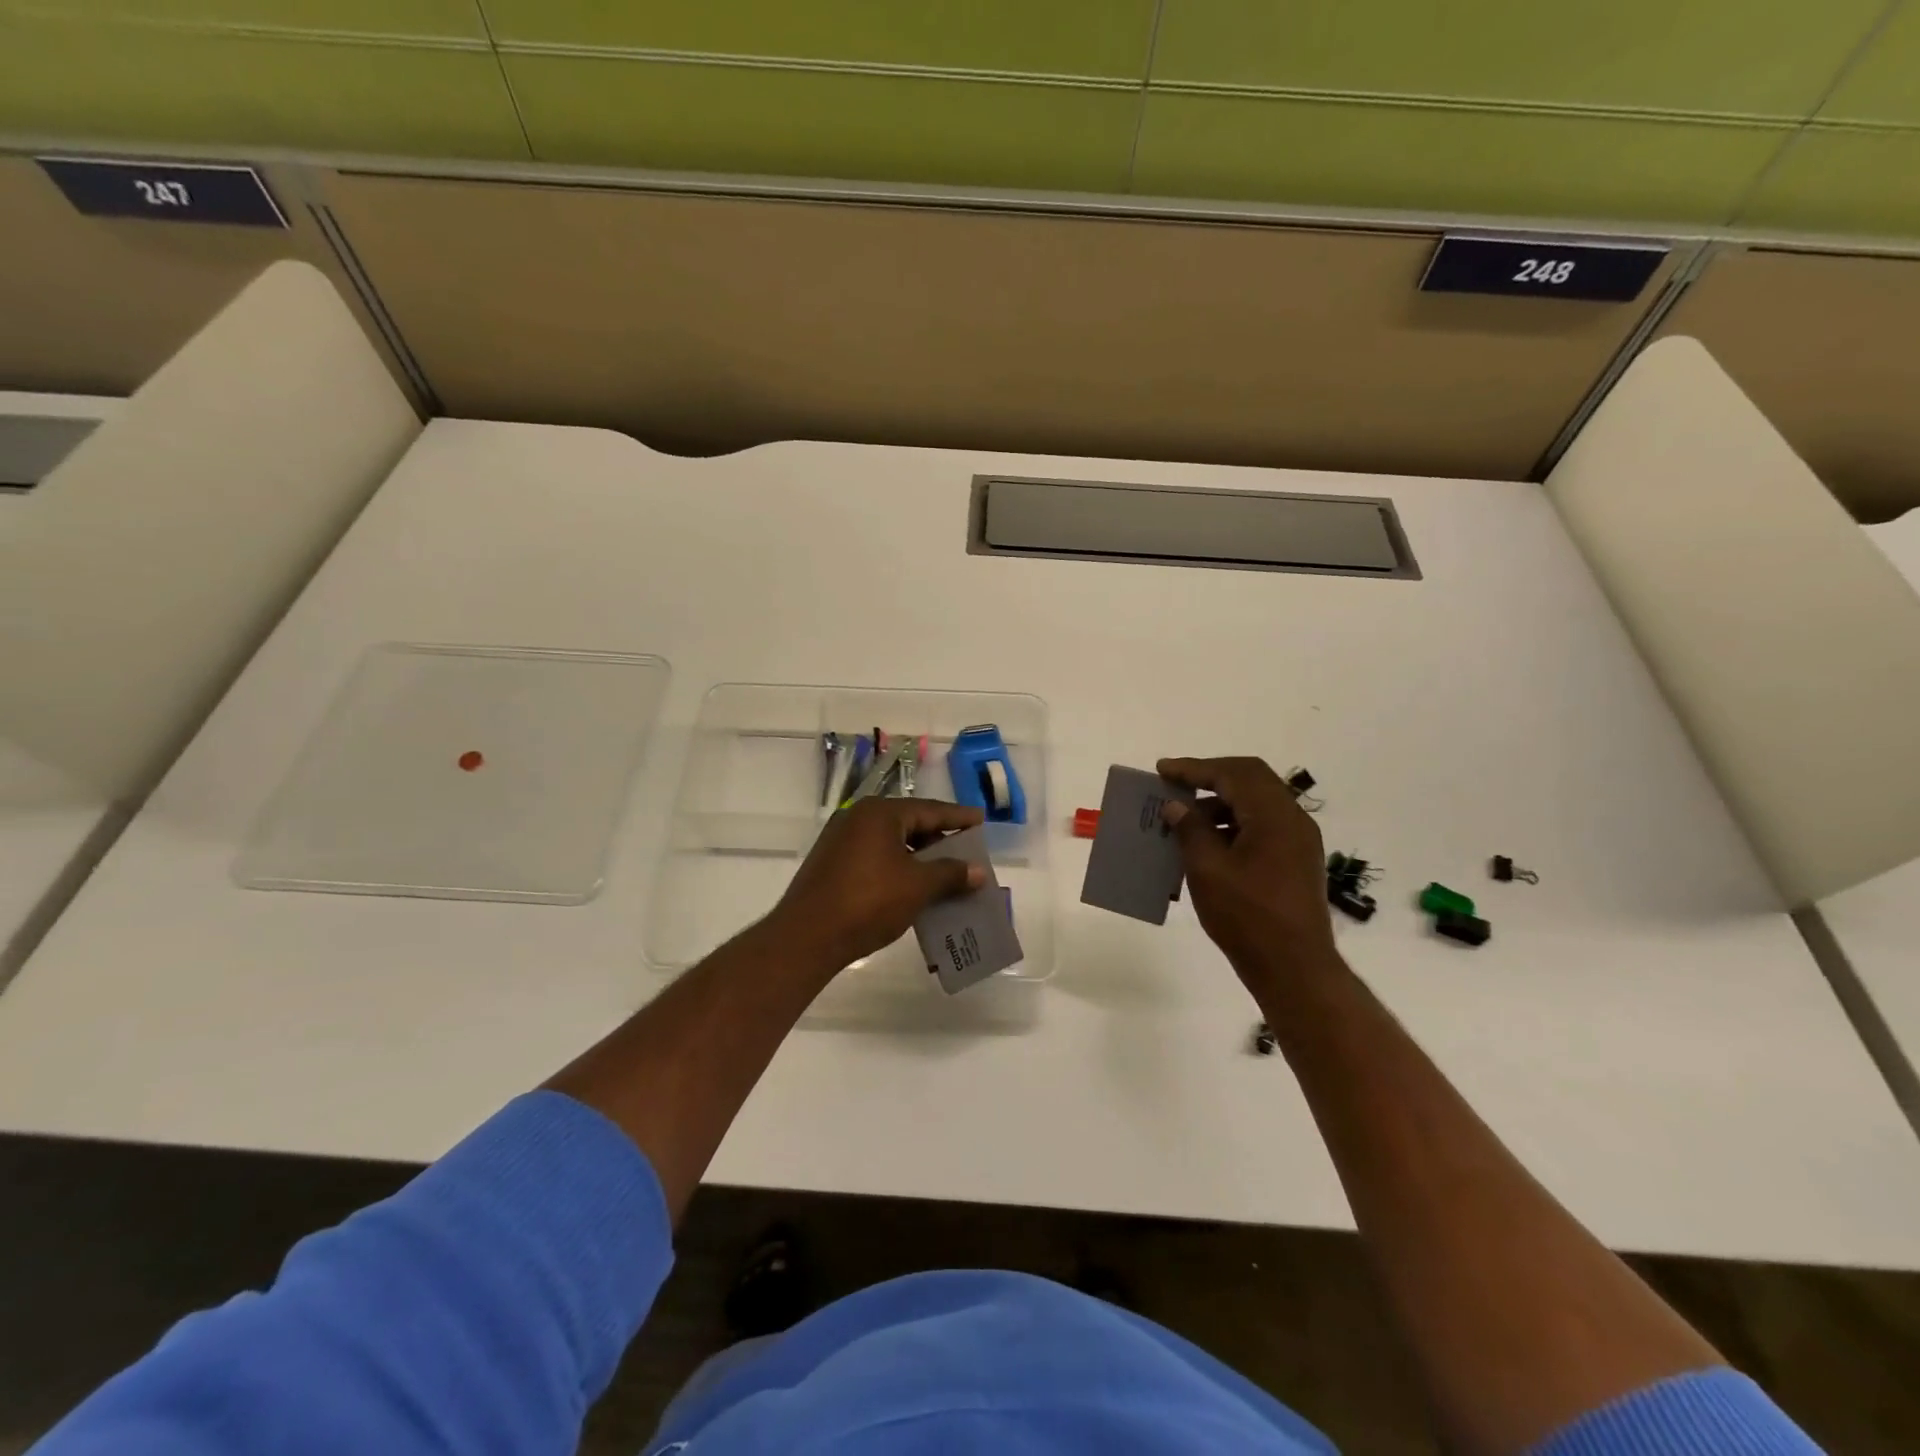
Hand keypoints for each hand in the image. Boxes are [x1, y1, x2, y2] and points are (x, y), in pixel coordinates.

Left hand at [769, 798, 985, 970]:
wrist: (807, 937)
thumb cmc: (868, 902)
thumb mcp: (918, 886)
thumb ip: (951, 873)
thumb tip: (979, 871)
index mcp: (880, 813)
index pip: (930, 809)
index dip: (958, 817)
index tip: (981, 819)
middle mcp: (858, 818)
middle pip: (909, 823)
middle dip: (939, 839)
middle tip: (967, 850)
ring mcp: (841, 840)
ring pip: (891, 842)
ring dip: (919, 857)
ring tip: (945, 872)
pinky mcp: (831, 863)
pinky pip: (875, 857)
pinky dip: (898, 867)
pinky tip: (913, 886)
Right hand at [1157, 756, 1336, 986]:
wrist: (1295, 969)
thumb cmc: (1247, 917)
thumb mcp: (1207, 871)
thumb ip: (1191, 831)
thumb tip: (1176, 807)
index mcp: (1274, 816)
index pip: (1233, 773)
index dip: (1194, 768)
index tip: (1162, 771)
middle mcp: (1293, 820)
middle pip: (1250, 779)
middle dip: (1210, 777)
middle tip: (1175, 784)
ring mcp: (1298, 841)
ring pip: (1257, 803)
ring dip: (1220, 802)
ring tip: (1185, 817)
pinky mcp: (1296, 861)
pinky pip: (1262, 826)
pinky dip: (1233, 823)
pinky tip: (1208, 844)